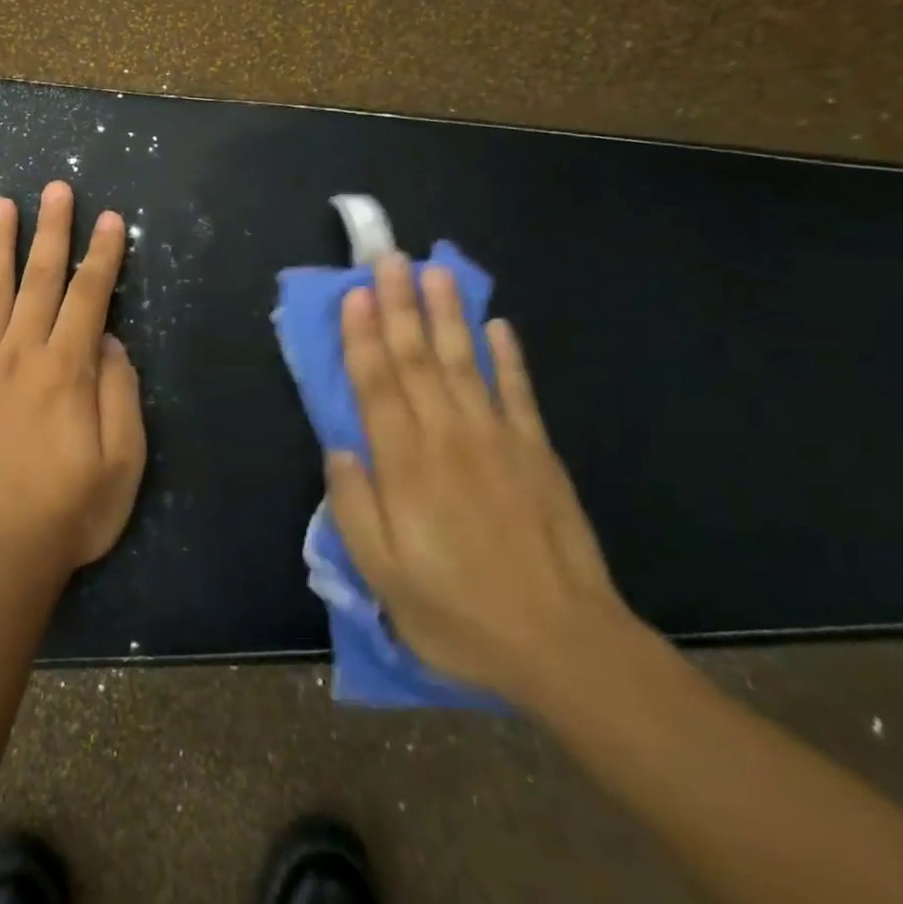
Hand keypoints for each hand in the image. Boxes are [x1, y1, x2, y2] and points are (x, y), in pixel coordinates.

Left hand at [0, 181, 146, 574]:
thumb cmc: (68, 513)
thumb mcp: (122, 461)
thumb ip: (119, 393)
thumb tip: (108, 340)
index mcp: (67, 369)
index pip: (89, 297)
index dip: (101, 255)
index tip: (108, 219)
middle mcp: (20, 355)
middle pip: (39, 280)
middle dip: (52, 231)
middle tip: (55, 188)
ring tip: (0, 205)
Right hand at [325, 254, 634, 703]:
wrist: (565, 645)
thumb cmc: (459, 614)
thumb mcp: (383, 578)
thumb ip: (353, 508)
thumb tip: (337, 449)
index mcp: (404, 465)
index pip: (376, 384)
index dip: (362, 336)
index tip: (355, 293)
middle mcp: (447, 437)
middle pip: (417, 359)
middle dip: (399, 305)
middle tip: (390, 258)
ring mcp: (497, 439)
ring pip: (464, 362)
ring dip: (447, 314)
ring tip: (435, 271)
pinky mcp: (537, 452)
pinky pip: (518, 392)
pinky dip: (508, 356)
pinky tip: (499, 325)